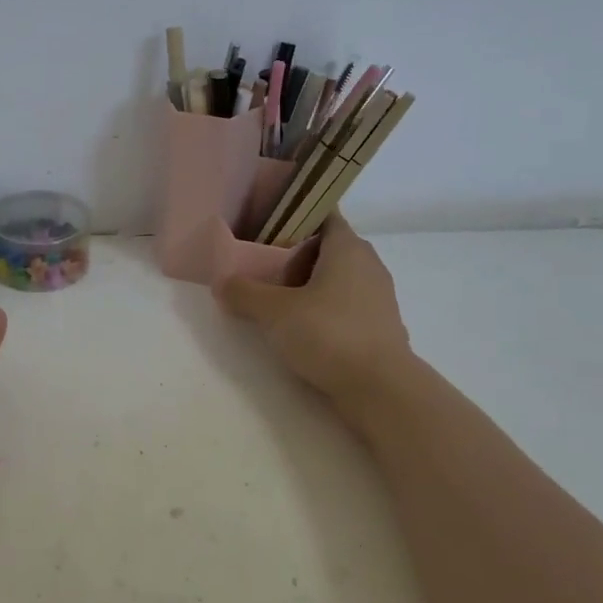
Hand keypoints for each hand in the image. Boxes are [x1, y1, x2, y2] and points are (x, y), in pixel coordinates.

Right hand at [215, 212, 411, 414]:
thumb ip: (244, 293)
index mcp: (347, 247)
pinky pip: (345, 304)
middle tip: (262, 267)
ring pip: (336, 277)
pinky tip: (301, 328)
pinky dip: (323, 309)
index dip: (295, 215)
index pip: (323, 213)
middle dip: (294, 254)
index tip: (266, 226)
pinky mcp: (379, 326)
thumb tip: (222, 283)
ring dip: (308, 284)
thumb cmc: (328, 334)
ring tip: (276, 300)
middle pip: (326, 247)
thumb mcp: (274, 311)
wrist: (381, 389)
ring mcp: (378, 296)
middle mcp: (368, 264)